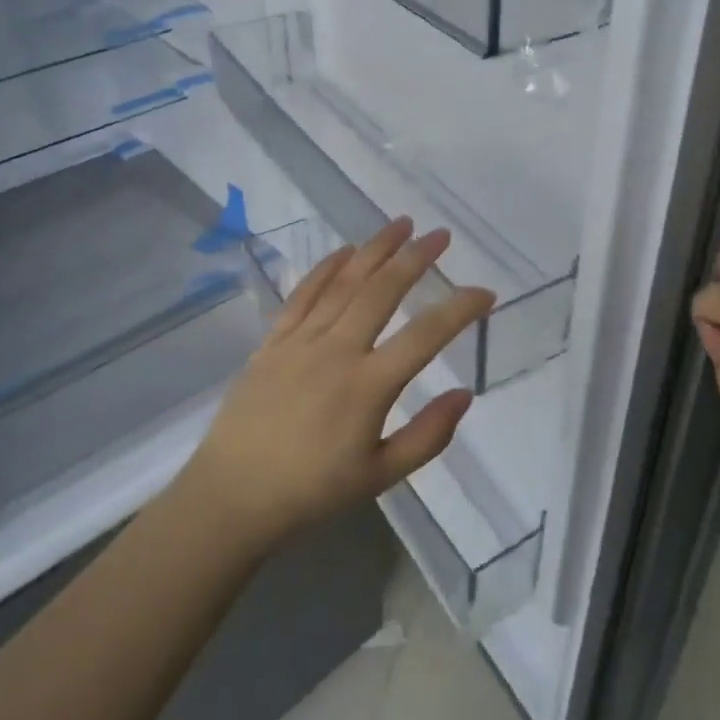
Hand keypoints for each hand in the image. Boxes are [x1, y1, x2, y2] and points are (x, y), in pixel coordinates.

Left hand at [179, 218, 495, 550]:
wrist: (233, 495)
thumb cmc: (312, 491)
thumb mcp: (381, 476)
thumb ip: (428, 436)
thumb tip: (465, 393)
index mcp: (368, 387)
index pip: (425, 336)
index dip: (459, 308)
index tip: (485, 293)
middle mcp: (336, 351)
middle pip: (382, 291)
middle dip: (415, 258)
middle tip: (440, 235)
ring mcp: (301, 341)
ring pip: (344, 283)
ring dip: (374, 249)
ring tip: (401, 224)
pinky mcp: (273, 340)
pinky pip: (303, 294)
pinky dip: (326, 268)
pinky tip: (345, 251)